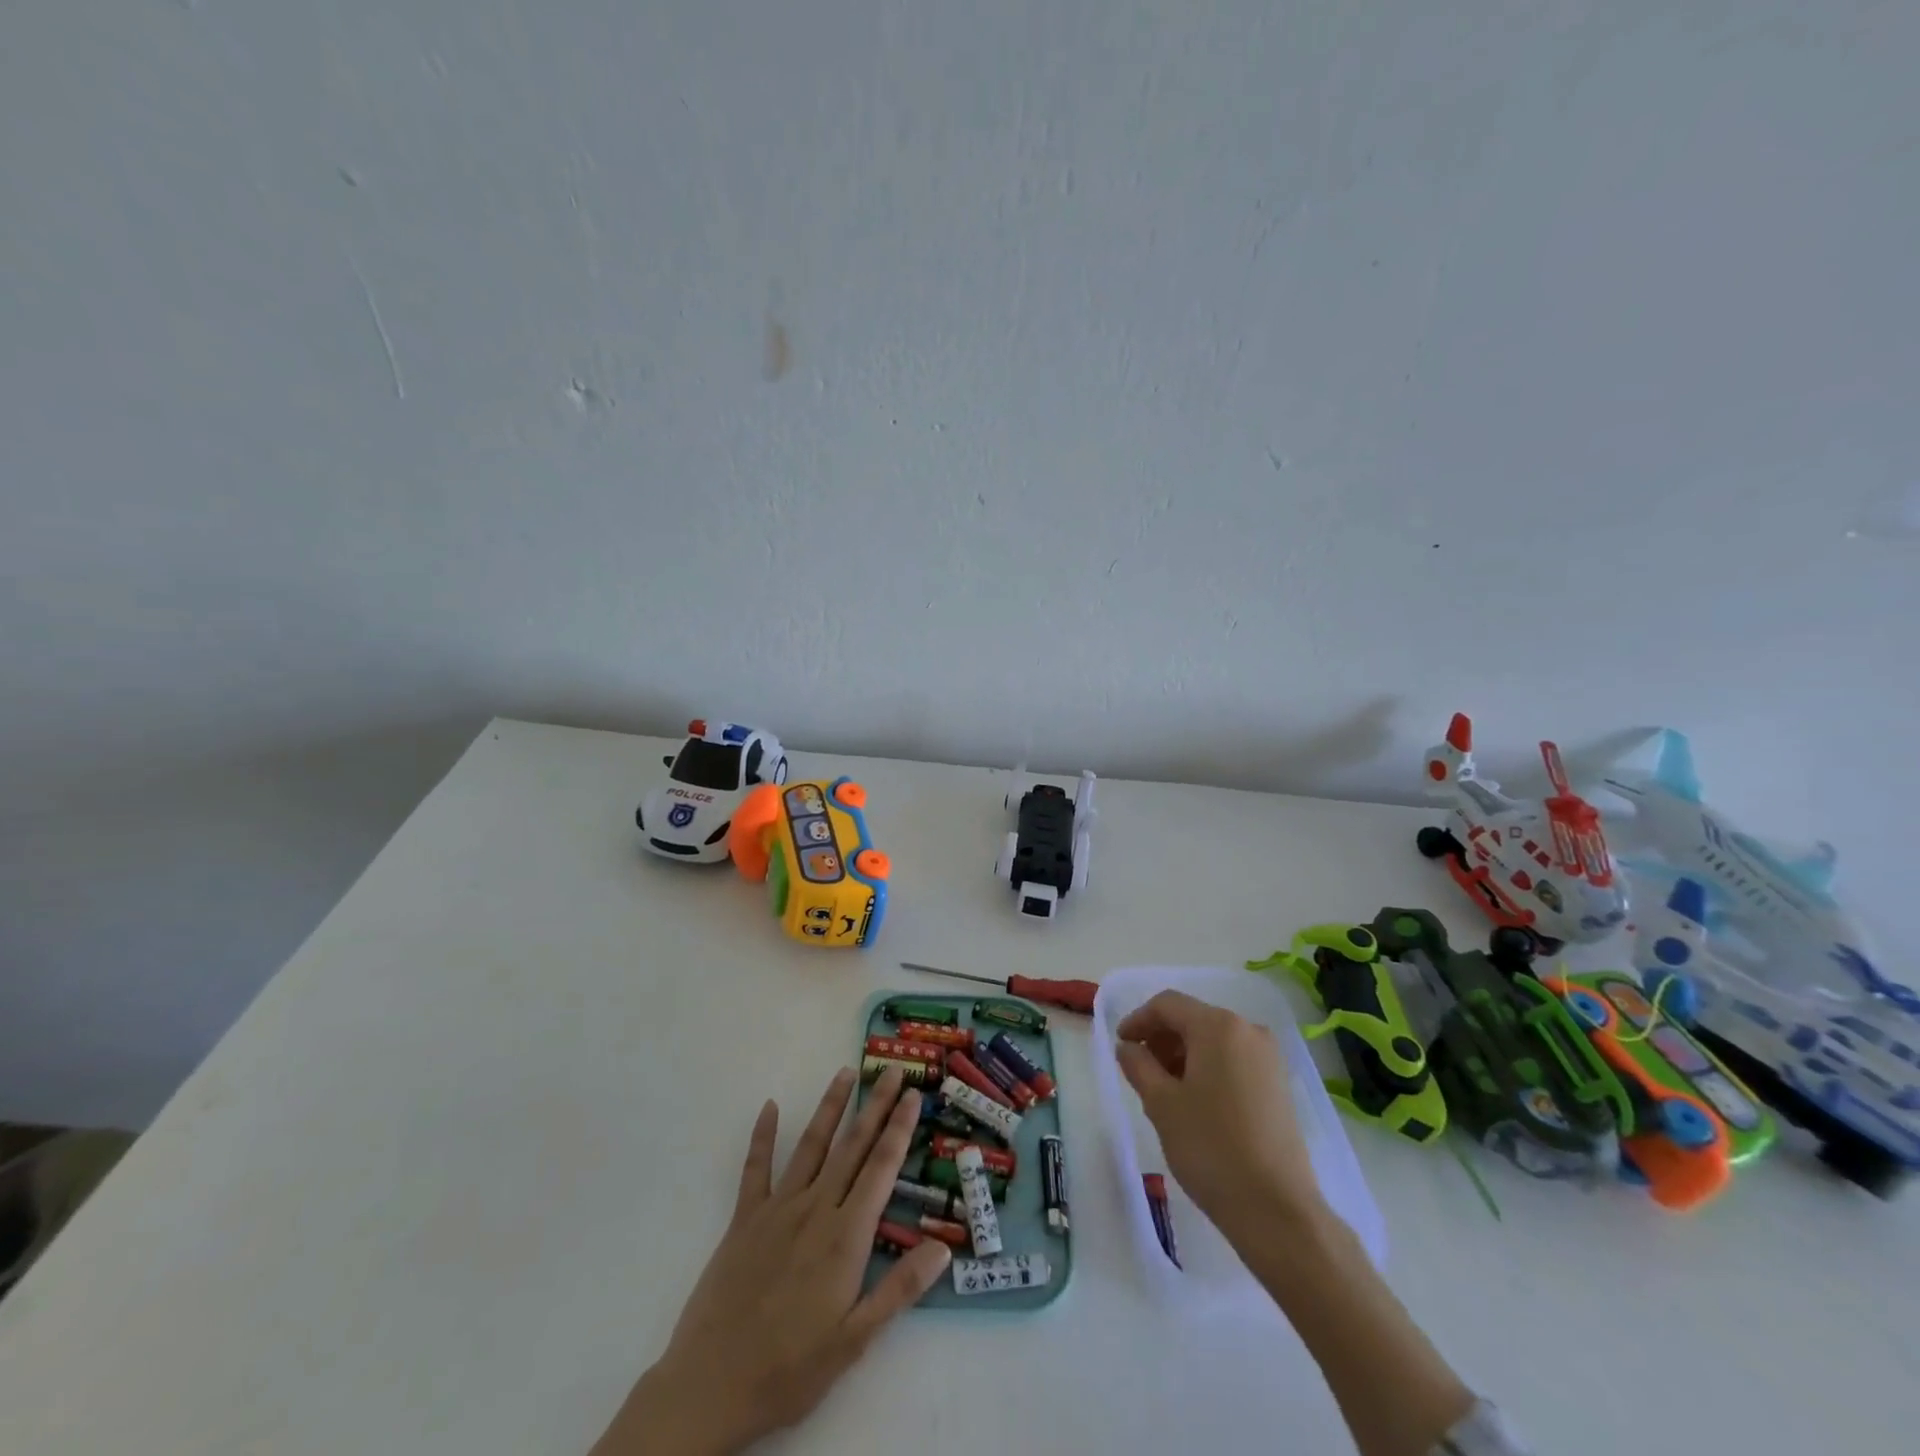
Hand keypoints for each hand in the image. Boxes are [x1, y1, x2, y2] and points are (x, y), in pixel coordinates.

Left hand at [594, 1067, 950, 1455]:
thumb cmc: (789, 1370)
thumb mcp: (855, 1341)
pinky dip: (763, 1135)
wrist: (710, 1387)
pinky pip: (756, 1168)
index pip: (880, 1169)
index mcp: (845, 1237)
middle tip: (893, 1070)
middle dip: (875, 1106)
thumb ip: (900, 1290)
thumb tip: (943, 1247)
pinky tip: (769, 1106)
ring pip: (811, 1145)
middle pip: (852, 1146)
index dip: (899, 1130)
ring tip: (846, 1073)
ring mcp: (777, 1209)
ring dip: (830, 1106)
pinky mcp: (744, 1219)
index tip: (913, 1096)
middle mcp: (815, 1209)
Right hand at [1114, 990, 1322, 1234]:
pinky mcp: (1278, 1085)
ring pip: (1213, 1041)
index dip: (1138, 1020)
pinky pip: (1233, 1060)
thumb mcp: (1161, 1104)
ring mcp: (1269, 1058)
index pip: (1167, 1005)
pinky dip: (1207, 1068)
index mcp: (1218, 1026)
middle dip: (1161, 1039)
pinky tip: (1194, 1102)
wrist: (1277, 1211)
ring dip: (1183, 1055)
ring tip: (1163, 1090)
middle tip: (1139, 1070)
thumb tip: (1127, 1047)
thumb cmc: (1211, 1148)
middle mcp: (1248, 1031)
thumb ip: (1138, 1065)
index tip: (1120, 1045)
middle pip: (1193, 1019)